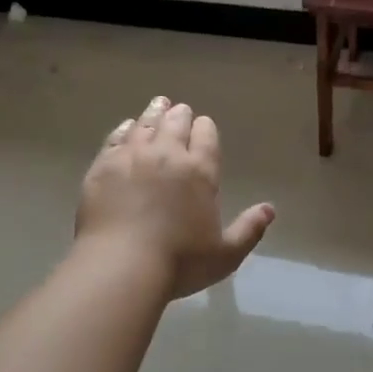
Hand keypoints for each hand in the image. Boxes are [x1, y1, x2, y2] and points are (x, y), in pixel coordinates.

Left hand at [77, 96, 275, 299]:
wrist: (122, 266)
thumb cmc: (180, 262)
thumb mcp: (226, 254)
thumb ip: (249, 229)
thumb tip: (269, 210)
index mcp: (200, 171)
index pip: (206, 136)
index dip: (205, 128)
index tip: (203, 125)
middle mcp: (167, 154)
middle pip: (175, 123)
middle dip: (180, 115)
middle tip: (179, 109)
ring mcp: (131, 157)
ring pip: (145, 124)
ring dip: (154, 113)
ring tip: (158, 105)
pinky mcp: (103, 167)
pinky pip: (115, 138)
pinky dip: (124, 129)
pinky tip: (126, 127)